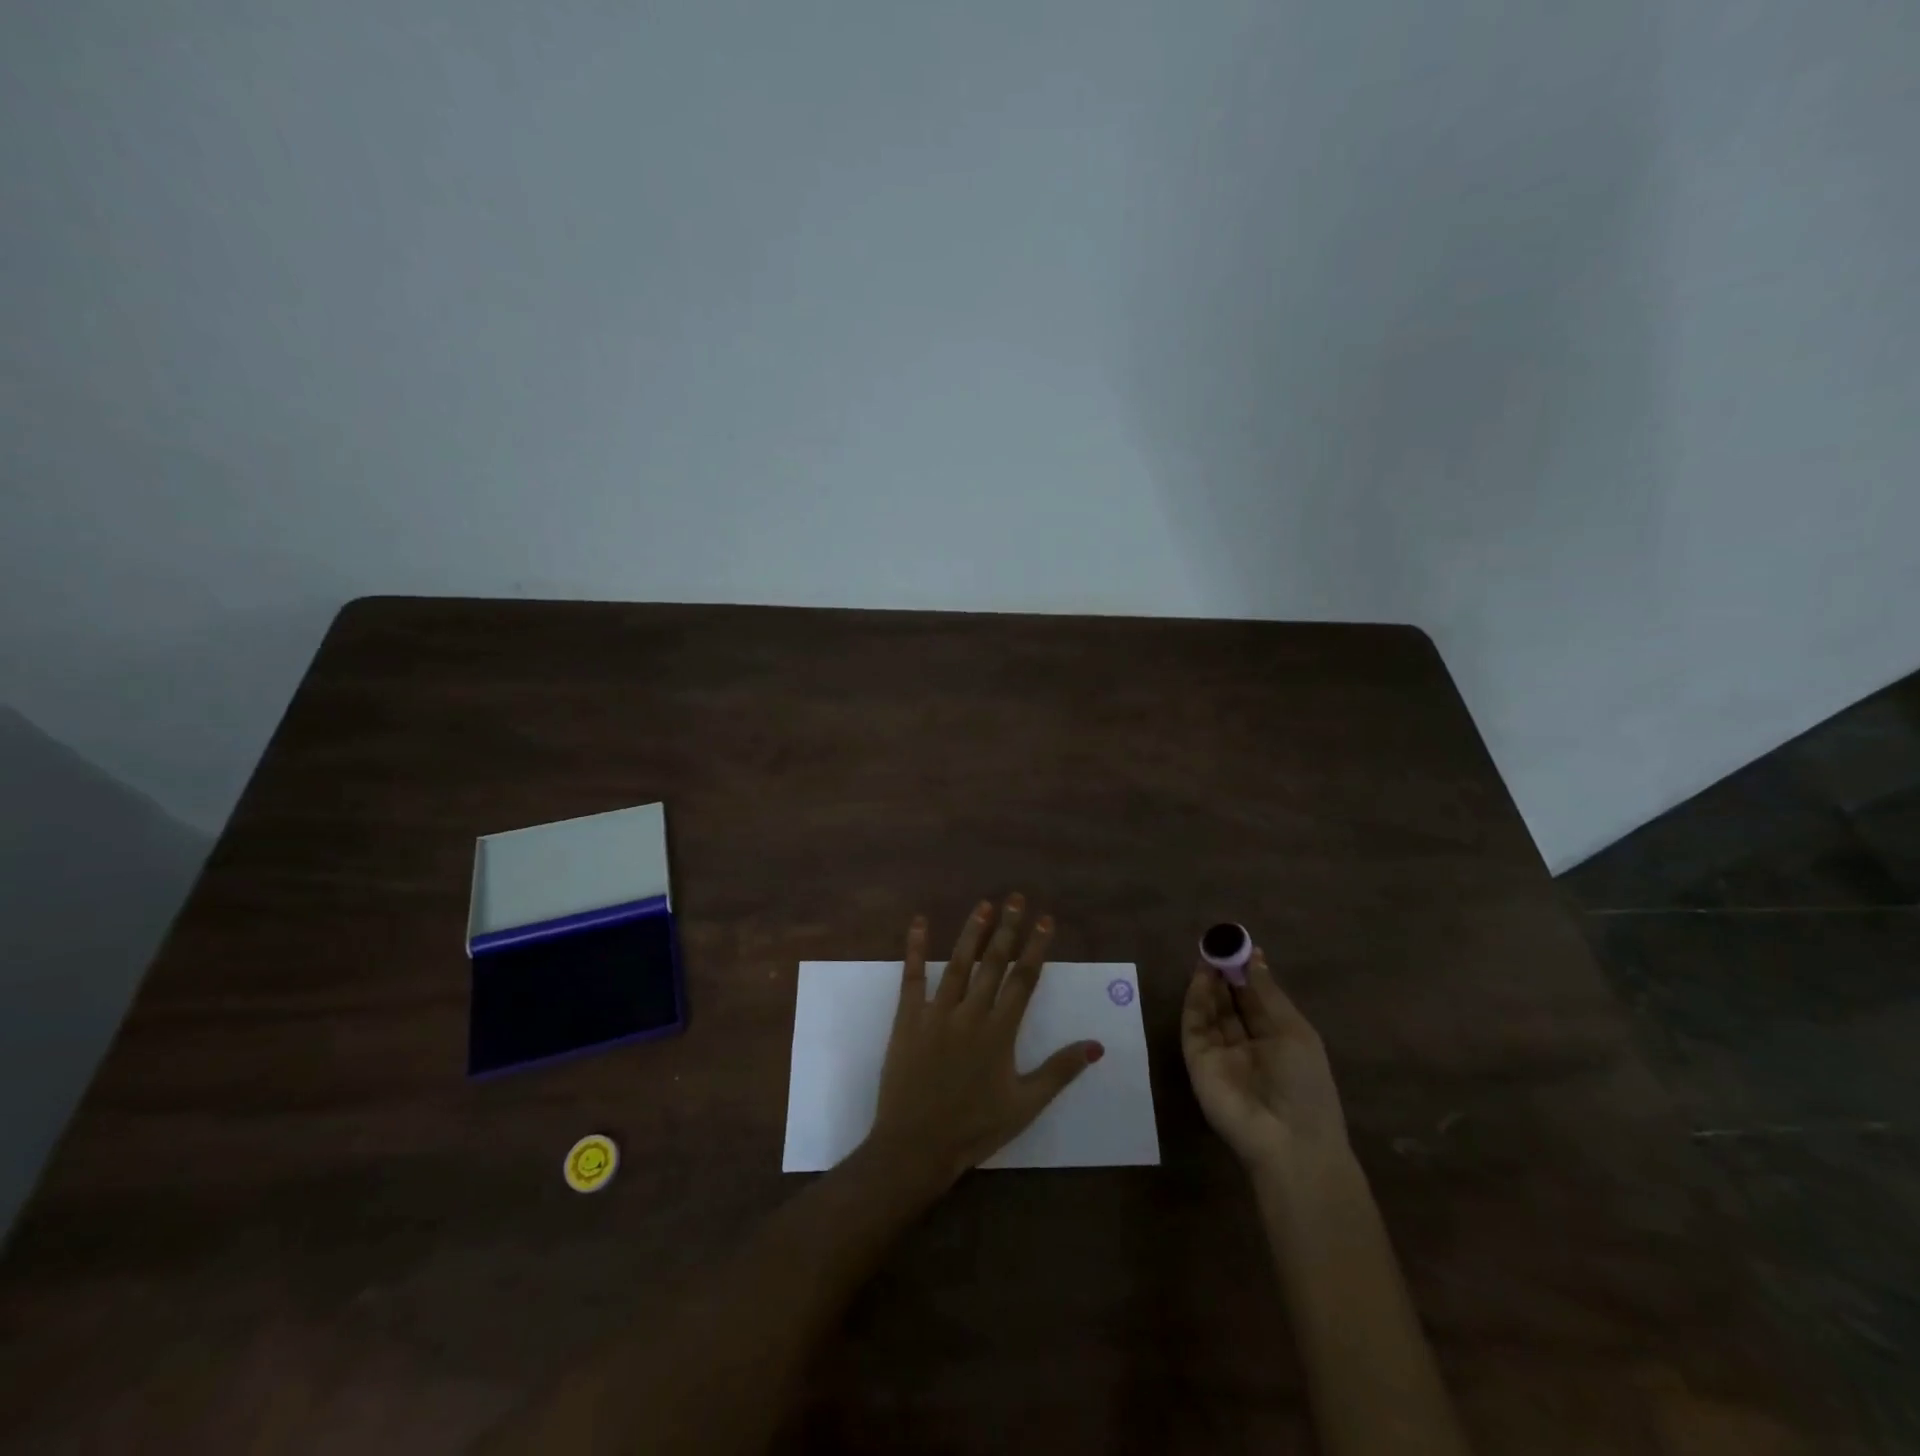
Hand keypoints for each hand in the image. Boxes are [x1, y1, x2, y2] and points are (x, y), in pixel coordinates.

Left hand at [865, 895, 1103, 1190]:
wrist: (916, 1146)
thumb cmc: (974, 1128)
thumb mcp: (1025, 1105)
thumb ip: (1060, 1071)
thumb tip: (1097, 1045)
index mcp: (1000, 1032)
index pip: (1023, 980)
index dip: (1036, 948)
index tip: (1046, 920)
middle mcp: (971, 1014)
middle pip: (993, 963)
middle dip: (1008, 929)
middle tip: (1017, 898)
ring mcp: (937, 1013)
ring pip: (958, 964)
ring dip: (972, 932)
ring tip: (984, 904)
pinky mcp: (908, 1018)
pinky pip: (912, 977)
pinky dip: (916, 948)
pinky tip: (920, 923)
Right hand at [1182, 948, 1349, 1184]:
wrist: (1287, 1141)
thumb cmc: (1304, 1085)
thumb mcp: (1294, 1032)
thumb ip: (1268, 994)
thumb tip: (1256, 956)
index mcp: (1276, 1039)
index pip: (1257, 999)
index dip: (1248, 972)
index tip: (1240, 945)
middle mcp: (1246, 1044)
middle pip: (1231, 1001)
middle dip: (1225, 973)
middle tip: (1219, 944)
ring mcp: (1220, 1052)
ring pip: (1211, 1009)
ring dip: (1210, 982)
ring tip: (1210, 953)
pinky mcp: (1197, 1059)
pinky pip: (1195, 1023)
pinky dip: (1196, 999)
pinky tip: (1203, 977)